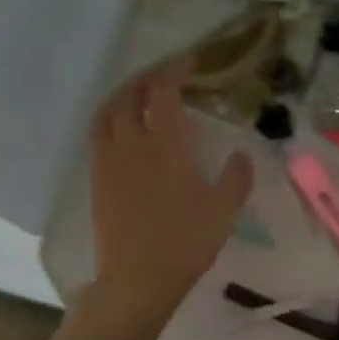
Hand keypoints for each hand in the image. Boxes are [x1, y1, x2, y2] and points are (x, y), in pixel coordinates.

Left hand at [89, 57, 253, 316]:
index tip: (189, 61)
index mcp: (166, 146)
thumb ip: (236, 178)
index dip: (175, 71)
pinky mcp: (96, 178)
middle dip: (146, 76)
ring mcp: (109, 160)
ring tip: (138, 92)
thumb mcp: (224, 211)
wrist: (137, 278)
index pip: (164, 93)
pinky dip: (110, 116)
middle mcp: (132, 144)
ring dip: (123, 93)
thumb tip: (242, 154)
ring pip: (107, 111)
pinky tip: (121, 126)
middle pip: (130, 95)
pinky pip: (98, 133)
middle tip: (164, 72)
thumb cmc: (186, 243)